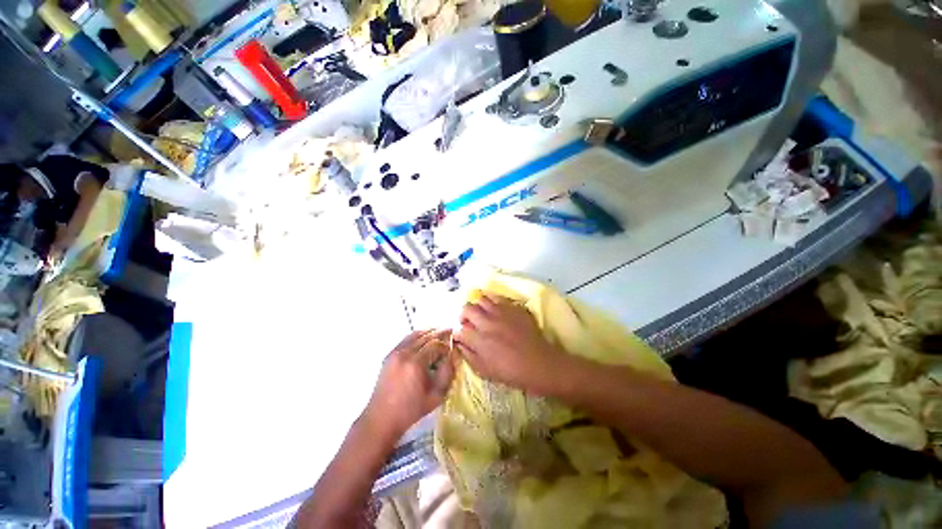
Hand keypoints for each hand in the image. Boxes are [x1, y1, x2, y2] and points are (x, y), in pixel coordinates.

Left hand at [364, 330, 455, 438]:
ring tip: (439, 332)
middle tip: (449, 331)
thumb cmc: (411, 410)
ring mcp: (395, 353)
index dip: (445, 345)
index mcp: (416, 363)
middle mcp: (404, 353)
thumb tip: (452, 356)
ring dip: (428, 332)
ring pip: (415, 334)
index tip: (452, 349)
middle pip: (425, 336)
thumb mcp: (436, 396)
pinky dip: (417, 335)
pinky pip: (406, 339)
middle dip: (439, 333)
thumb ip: (447, 373)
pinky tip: (424, 338)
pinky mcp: (389, 355)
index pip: (435, 345)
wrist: (382, 418)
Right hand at [454, 295, 566, 393]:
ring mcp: (501, 312)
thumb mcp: (486, 371)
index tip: (461, 337)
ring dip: (477, 306)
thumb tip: (460, 344)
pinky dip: (491, 300)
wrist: (540, 363)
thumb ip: (469, 356)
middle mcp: (487, 322)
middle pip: (467, 309)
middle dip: (463, 316)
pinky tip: (494, 308)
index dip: (457, 333)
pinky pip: (497, 297)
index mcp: (479, 340)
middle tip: (468, 323)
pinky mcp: (513, 307)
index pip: (459, 330)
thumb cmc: (512, 372)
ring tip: (481, 313)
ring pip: (481, 299)